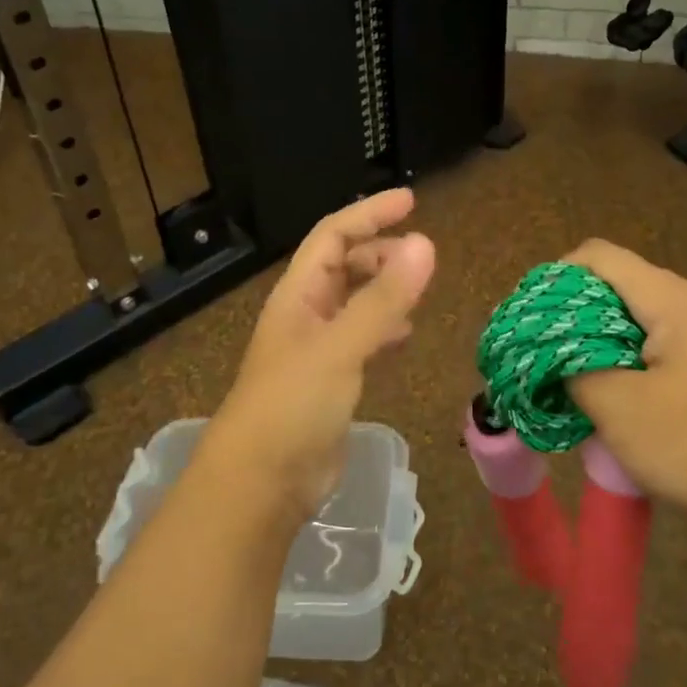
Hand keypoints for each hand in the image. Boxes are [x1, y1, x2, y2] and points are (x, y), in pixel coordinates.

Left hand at [201, 190, 435, 520]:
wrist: (260, 485)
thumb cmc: (292, 406)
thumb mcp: (340, 347)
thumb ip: (383, 298)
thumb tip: (426, 243)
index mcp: (298, 296)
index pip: (333, 237)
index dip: (369, 214)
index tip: (411, 201)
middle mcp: (305, 316)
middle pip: (343, 266)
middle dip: (380, 252)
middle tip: (422, 256)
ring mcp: (316, 351)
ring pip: (353, 303)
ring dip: (383, 289)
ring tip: (418, 289)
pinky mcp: (329, 384)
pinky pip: (360, 340)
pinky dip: (383, 328)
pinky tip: (402, 336)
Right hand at [561, 239, 686, 555]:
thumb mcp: (617, 407)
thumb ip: (571, 368)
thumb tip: (550, 355)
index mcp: (673, 299)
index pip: (599, 256)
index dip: (556, 278)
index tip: (530, 320)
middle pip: (618, 286)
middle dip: (573, 316)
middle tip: (542, 354)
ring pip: (637, 322)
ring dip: (597, 345)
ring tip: (569, 380)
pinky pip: (659, 350)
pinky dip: (626, 364)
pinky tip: (612, 401)